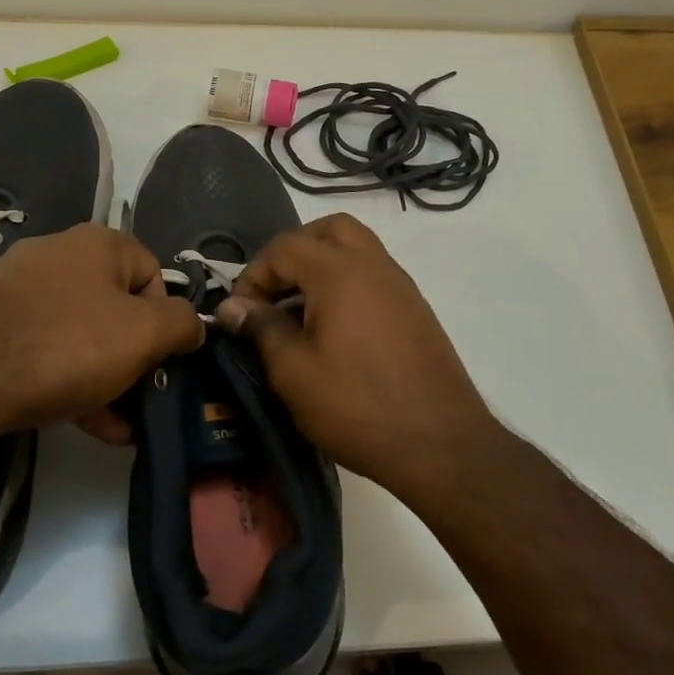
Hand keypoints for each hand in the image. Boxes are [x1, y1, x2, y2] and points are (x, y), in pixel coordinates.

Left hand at [0, 224, 203, 445]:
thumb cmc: (67, 346)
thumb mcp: (144, 335)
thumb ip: (183, 324)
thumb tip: (193, 325)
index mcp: (99, 243)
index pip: (153, 274)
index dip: (166, 319)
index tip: (162, 361)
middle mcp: (57, 254)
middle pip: (115, 306)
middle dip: (133, 356)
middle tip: (139, 397)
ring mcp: (16, 288)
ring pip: (79, 332)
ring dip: (104, 376)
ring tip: (114, 426)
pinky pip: (43, 348)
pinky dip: (66, 380)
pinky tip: (79, 423)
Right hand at [214, 214, 495, 489]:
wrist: (441, 443)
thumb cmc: (357, 406)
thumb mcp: (294, 372)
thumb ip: (261, 329)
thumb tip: (232, 307)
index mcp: (340, 272)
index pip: (285, 247)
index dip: (254, 274)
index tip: (241, 314)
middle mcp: (374, 265)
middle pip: (328, 230)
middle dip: (293, 252)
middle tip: (274, 292)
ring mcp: (401, 285)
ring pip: (356, 249)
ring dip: (322, 265)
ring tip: (300, 312)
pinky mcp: (416, 309)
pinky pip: (374, 275)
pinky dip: (348, 283)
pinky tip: (335, 330)